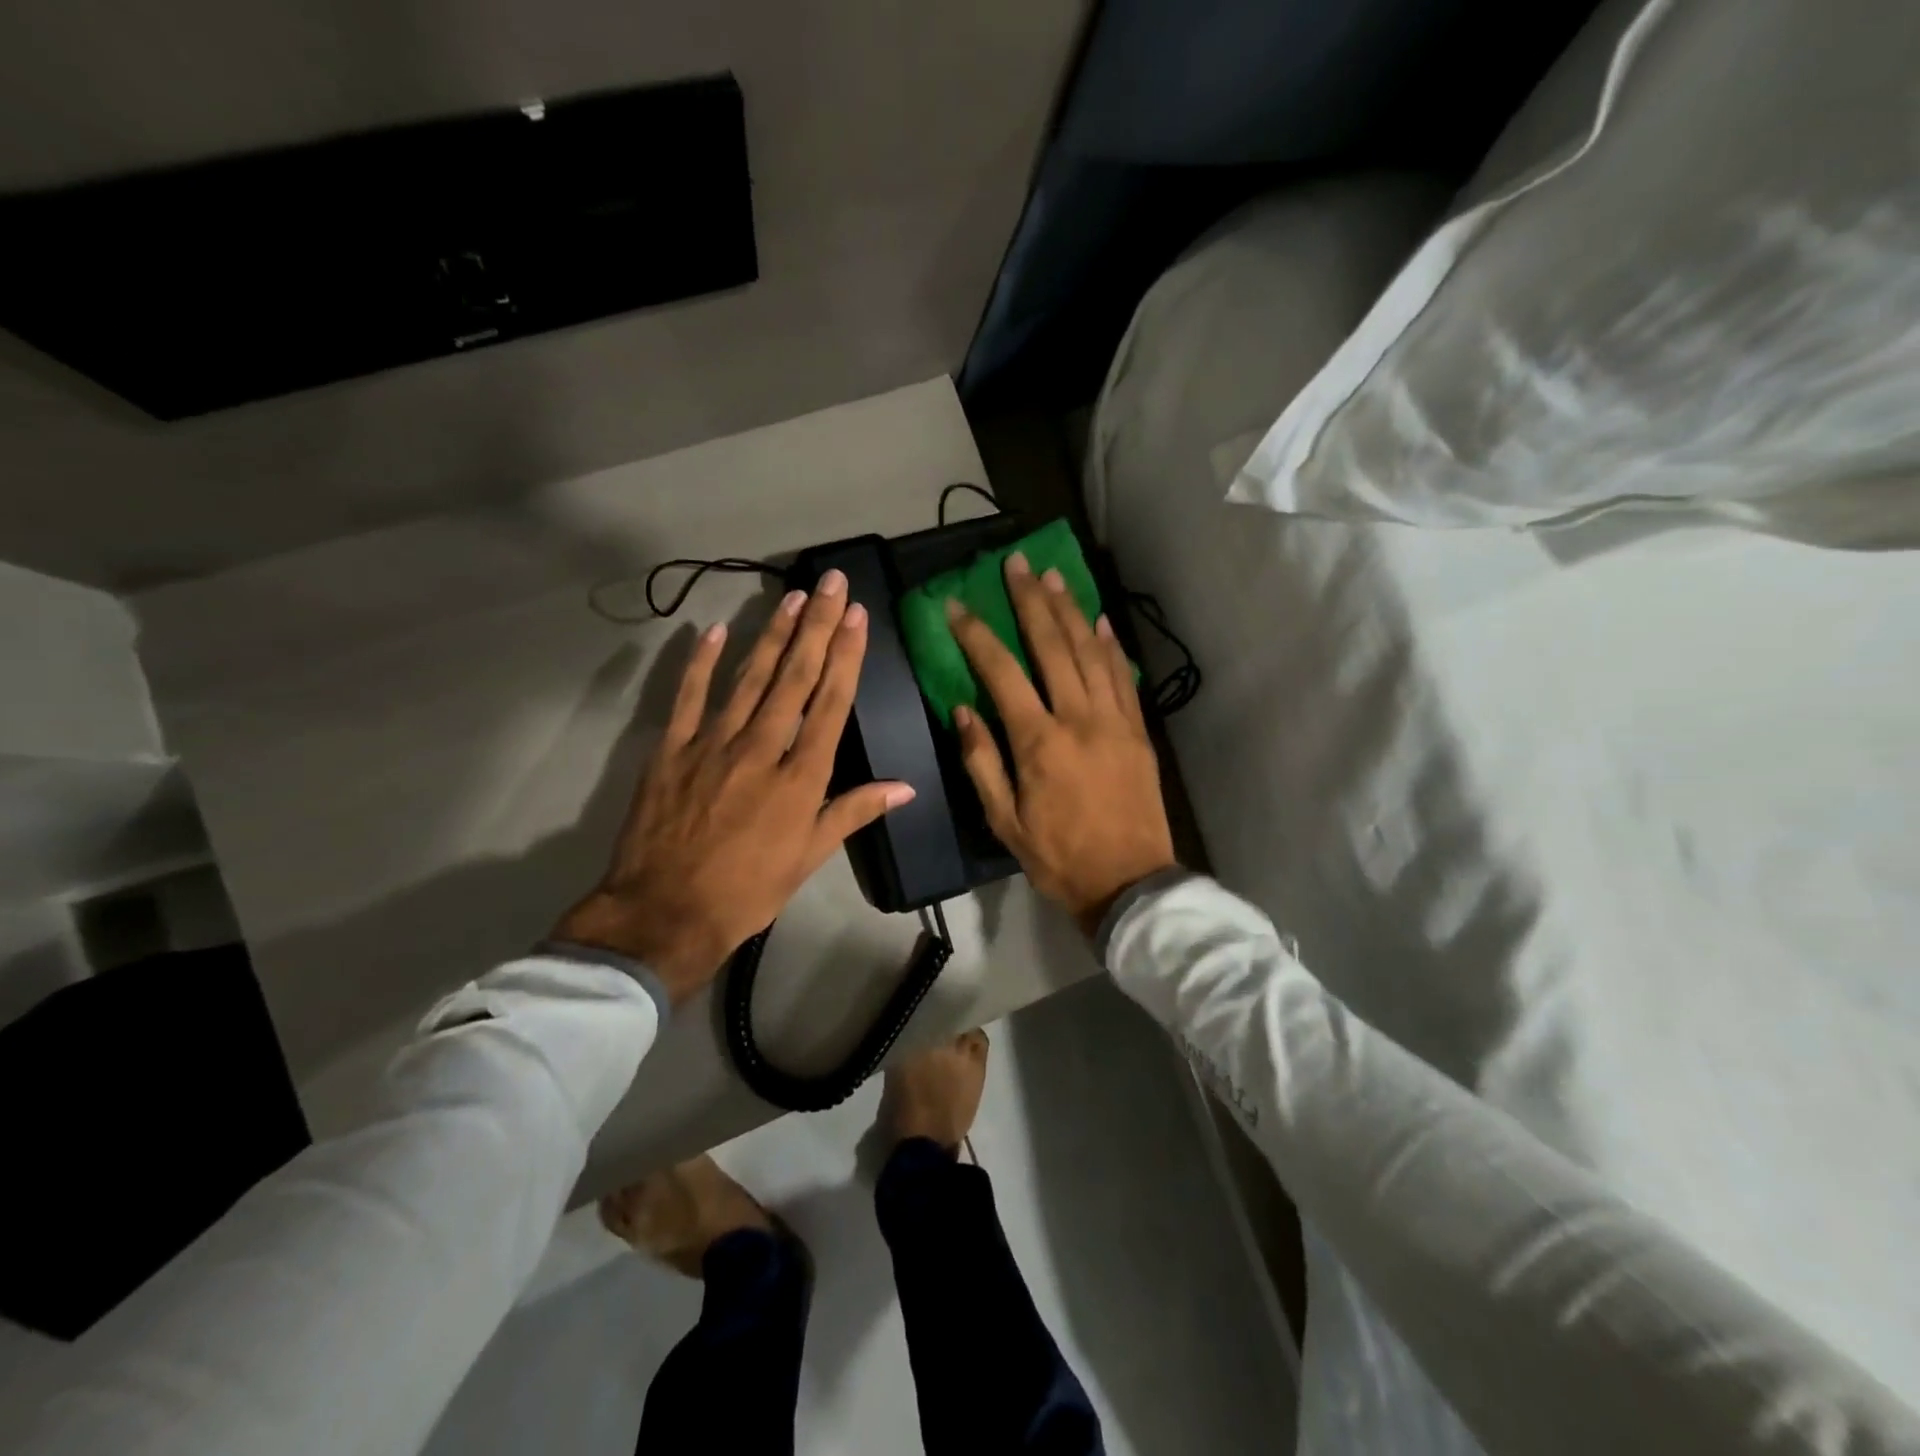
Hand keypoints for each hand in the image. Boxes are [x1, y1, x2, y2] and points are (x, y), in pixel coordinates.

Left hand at [555, 570, 915, 1003]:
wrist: (665, 912)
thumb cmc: (749, 889)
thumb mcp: (810, 857)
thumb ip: (854, 812)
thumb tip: (905, 788)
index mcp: (800, 776)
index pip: (829, 703)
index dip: (845, 656)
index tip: (855, 616)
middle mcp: (761, 748)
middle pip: (793, 677)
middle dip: (815, 626)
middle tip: (829, 583)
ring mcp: (712, 743)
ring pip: (748, 678)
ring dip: (772, 634)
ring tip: (791, 596)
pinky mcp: (671, 749)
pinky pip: (688, 697)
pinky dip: (700, 662)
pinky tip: (715, 630)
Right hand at [947, 552, 1175, 937]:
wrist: (1130, 883)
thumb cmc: (1058, 856)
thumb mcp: (1004, 821)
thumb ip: (982, 761)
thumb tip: (963, 709)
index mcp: (1039, 742)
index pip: (1002, 672)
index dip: (977, 634)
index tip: (958, 605)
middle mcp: (1079, 719)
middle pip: (1053, 646)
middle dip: (1030, 601)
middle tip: (1016, 564)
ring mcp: (1115, 721)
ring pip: (1092, 652)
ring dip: (1071, 610)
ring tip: (1053, 576)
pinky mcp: (1138, 731)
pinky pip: (1123, 677)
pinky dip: (1110, 645)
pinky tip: (1099, 621)